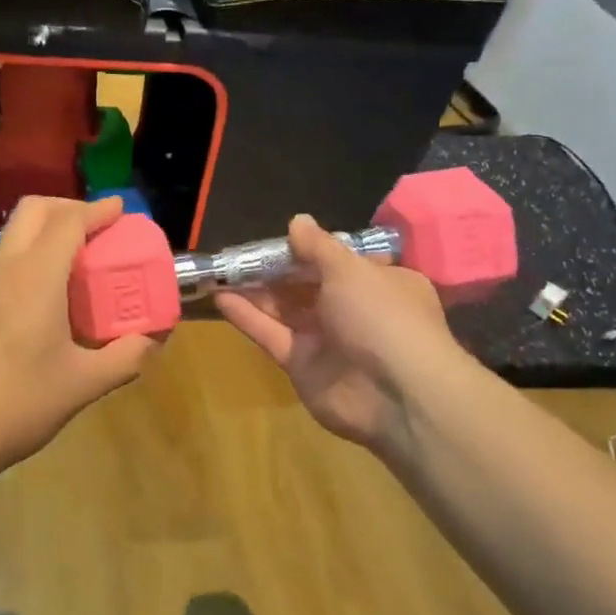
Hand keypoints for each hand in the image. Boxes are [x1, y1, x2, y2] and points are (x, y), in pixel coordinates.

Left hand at [0, 194, 159, 469]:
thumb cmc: (18, 402)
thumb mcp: (83, 384)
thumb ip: (125, 357)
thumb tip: (153, 339)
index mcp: (35, 277)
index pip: (68, 222)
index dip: (97, 210)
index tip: (120, 209)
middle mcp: (5, 269)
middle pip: (34, 211)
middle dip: (69, 207)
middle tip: (98, 229)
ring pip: (15, 235)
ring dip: (47, 232)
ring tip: (79, 261)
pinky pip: (5, 261)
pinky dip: (31, 256)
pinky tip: (48, 296)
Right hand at [215, 215, 462, 450]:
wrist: (395, 394)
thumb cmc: (380, 316)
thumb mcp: (350, 270)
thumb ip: (318, 246)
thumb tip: (298, 220)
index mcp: (380, 284)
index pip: (341, 262)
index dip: (309, 250)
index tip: (277, 240)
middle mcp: (355, 311)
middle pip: (307, 286)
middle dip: (274, 271)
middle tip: (239, 256)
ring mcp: (328, 341)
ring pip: (285, 310)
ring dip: (255, 292)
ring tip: (221, 272)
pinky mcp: (303, 366)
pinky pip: (272, 335)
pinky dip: (248, 317)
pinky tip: (220, 298)